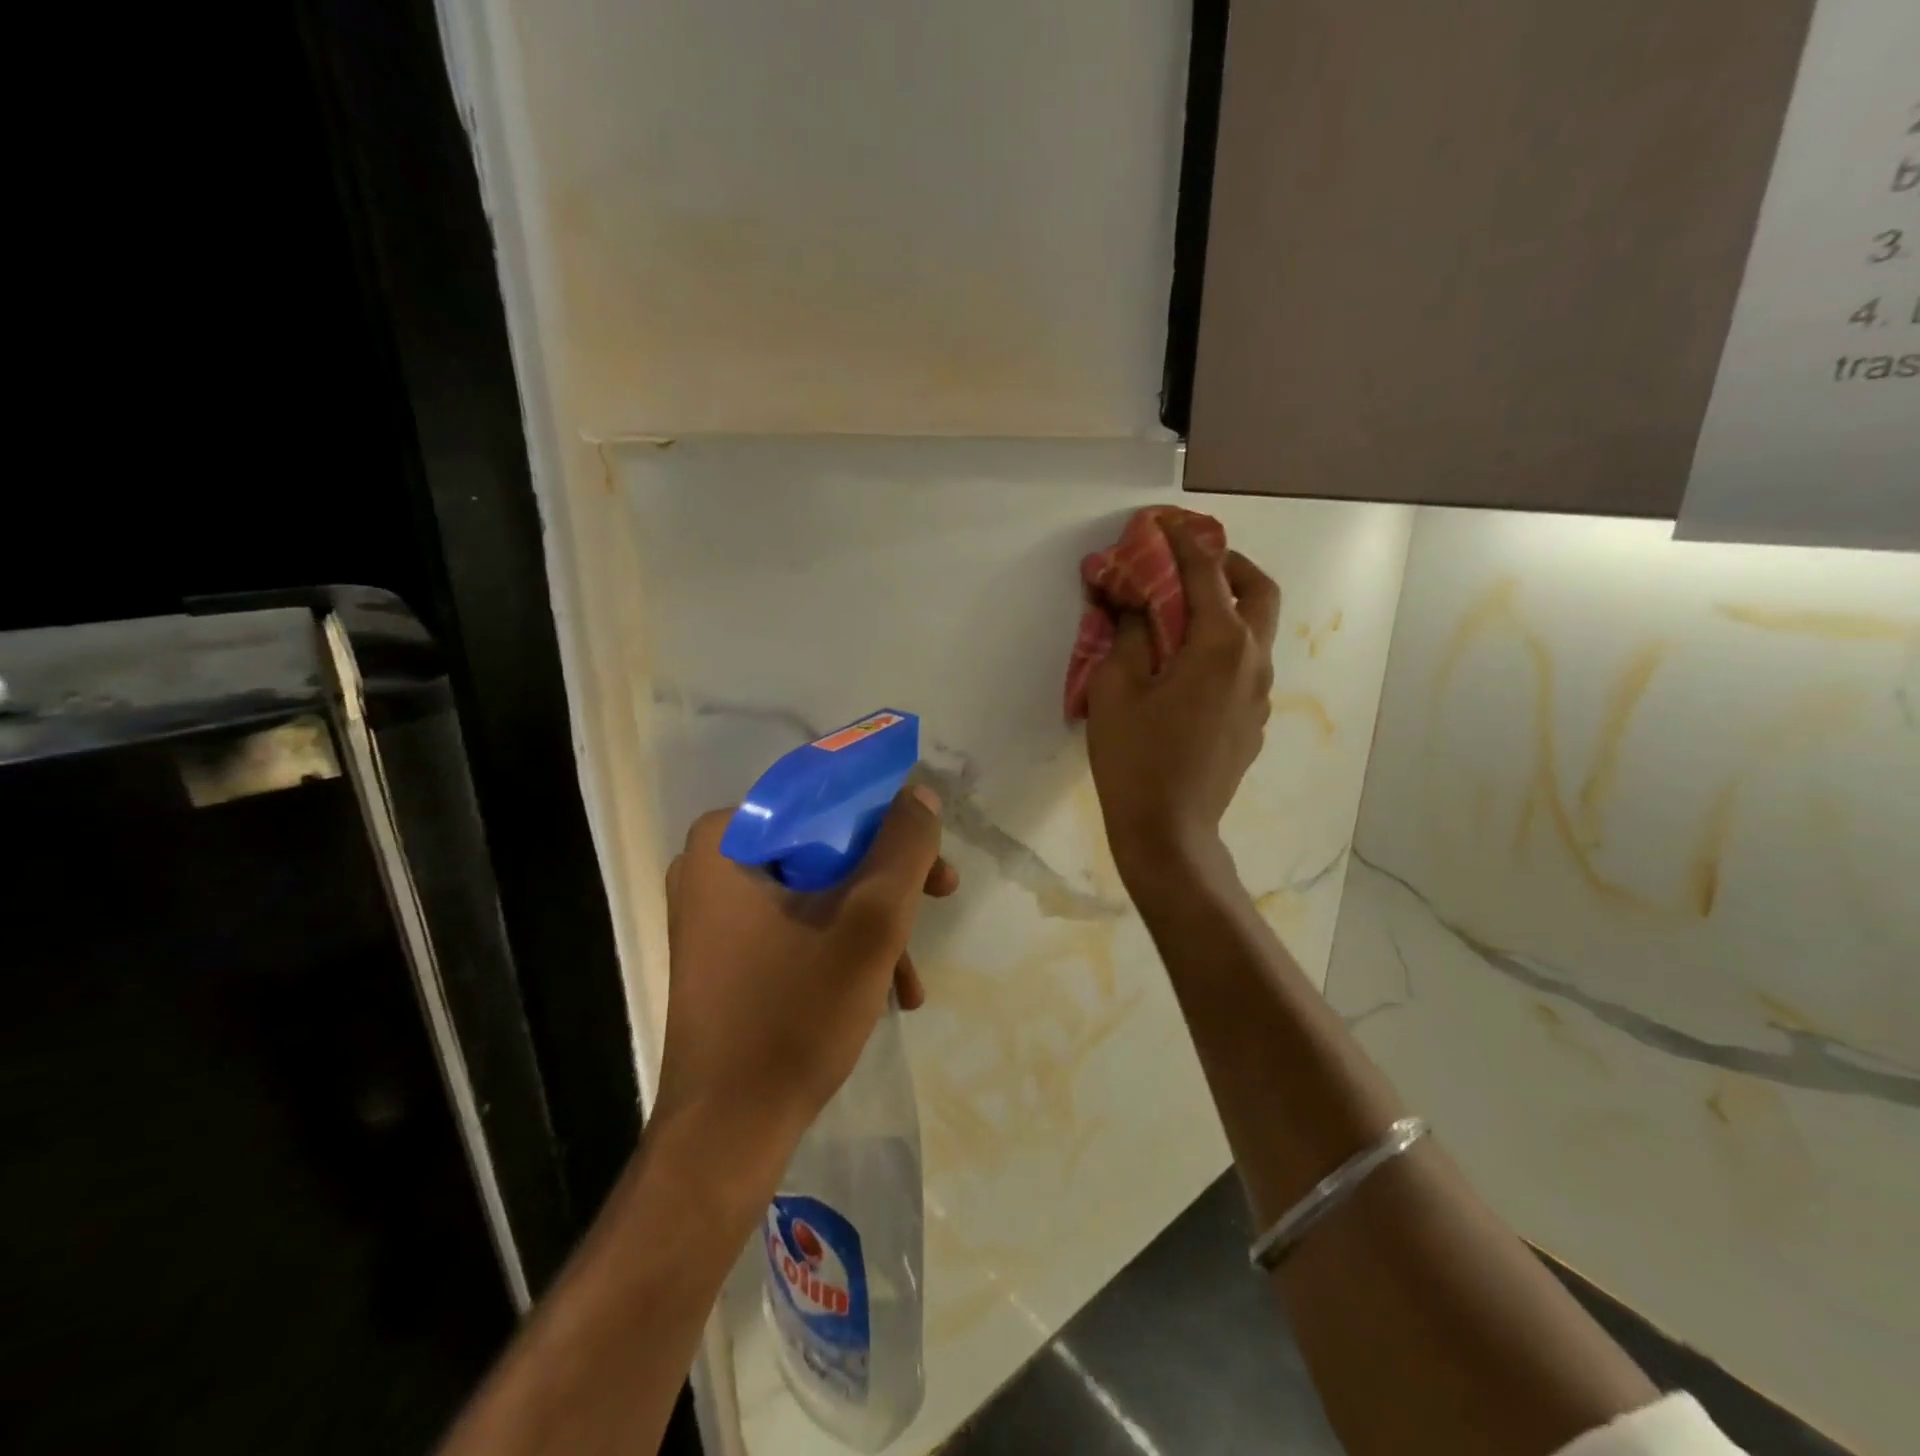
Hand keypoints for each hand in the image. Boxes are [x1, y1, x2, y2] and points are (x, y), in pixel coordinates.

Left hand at [653, 786, 957, 1162]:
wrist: (728, 1136)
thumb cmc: (793, 1016)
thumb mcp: (869, 922)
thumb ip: (903, 848)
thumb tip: (919, 794)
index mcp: (727, 840)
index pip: (821, 798)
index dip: (884, 817)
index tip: (926, 851)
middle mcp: (712, 866)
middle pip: (823, 845)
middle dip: (887, 879)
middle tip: (939, 896)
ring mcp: (716, 914)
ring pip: (817, 889)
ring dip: (873, 923)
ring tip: (911, 977)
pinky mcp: (728, 955)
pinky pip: (798, 926)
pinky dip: (844, 949)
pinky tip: (886, 993)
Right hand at [1085, 520, 1280, 890]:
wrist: (1170, 832)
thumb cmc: (1136, 758)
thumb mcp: (1116, 688)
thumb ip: (1126, 634)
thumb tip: (1127, 600)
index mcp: (1219, 645)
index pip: (1206, 573)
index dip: (1182, 542)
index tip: (1162, 523)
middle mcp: (1252, 661)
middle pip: (1259, 591)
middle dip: (1229, 565)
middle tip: (1193, 562)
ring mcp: (1258, 695)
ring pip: (1257, 631)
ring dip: (1228, 607)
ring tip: (1183, 613)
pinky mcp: (1251, 723)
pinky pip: (1245, 666)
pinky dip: (1223, 646)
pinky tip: (1185, 667)